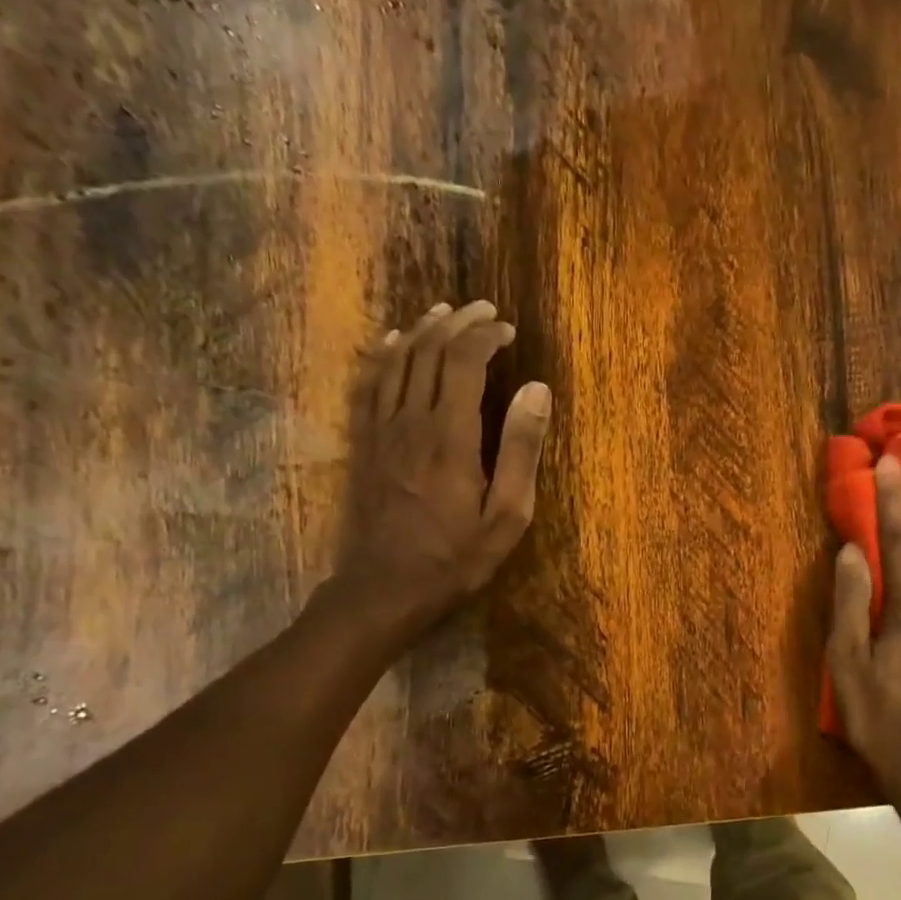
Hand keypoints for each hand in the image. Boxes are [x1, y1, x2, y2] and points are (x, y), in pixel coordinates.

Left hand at [334, 301, 551, 647]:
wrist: (383, 588)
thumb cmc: (455, 558)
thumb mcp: (507, 515)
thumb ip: (522, 450)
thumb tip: (537, 390)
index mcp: (451, 436)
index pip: (465, 362)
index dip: (486, 337)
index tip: (509, 332)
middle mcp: (411, 421)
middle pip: (429, 352)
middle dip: (458, 323)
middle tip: (484, 311)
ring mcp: (380, 430)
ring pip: (397, 361)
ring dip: (422, 331)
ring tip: (444, 313)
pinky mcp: (363, 443)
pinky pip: (368, 385)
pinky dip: (382, 356)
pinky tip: (391, 342)